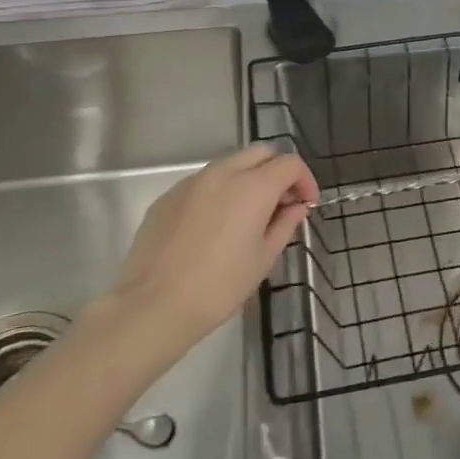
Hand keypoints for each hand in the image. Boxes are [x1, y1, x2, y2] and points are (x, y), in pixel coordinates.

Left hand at [113, 145, 317, 342]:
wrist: (154, 305)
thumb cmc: (220, 286)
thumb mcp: (263, 259)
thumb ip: (284, 225)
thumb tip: (295, 208)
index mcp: (252, 187)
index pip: (289, 164)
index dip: (305, 181)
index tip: (306, 205)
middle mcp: (222, 173)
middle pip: (260, 153)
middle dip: (277, 171)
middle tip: (281, 204)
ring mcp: (191, 182)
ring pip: (230, 164)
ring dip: (248, 179)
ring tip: (249, 215)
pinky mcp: (168, 196)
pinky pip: (203, 182)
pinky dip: (220, 192)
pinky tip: (215, 225)